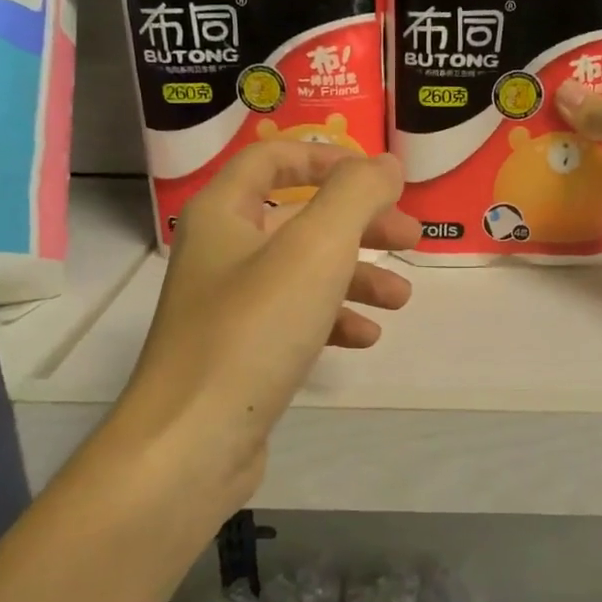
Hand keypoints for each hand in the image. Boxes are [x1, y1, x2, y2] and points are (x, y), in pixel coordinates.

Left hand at [114, 142, 418, 517]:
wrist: (190, 444)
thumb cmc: (253, 331)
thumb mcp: (315, 249)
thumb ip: (356, 195)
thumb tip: (386, 164)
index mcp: (224, 213)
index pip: (273, 158)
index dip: (329, 157)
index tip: (381, 180)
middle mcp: (221, 252)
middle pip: (298, 216)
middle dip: (359, 223)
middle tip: (410, 239)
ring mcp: (228, 306)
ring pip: (302, 272)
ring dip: (355, 277)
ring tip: (401, 299)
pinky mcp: (241, 353)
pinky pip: (294, 320)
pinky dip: (332, 320)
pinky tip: (365, 338)